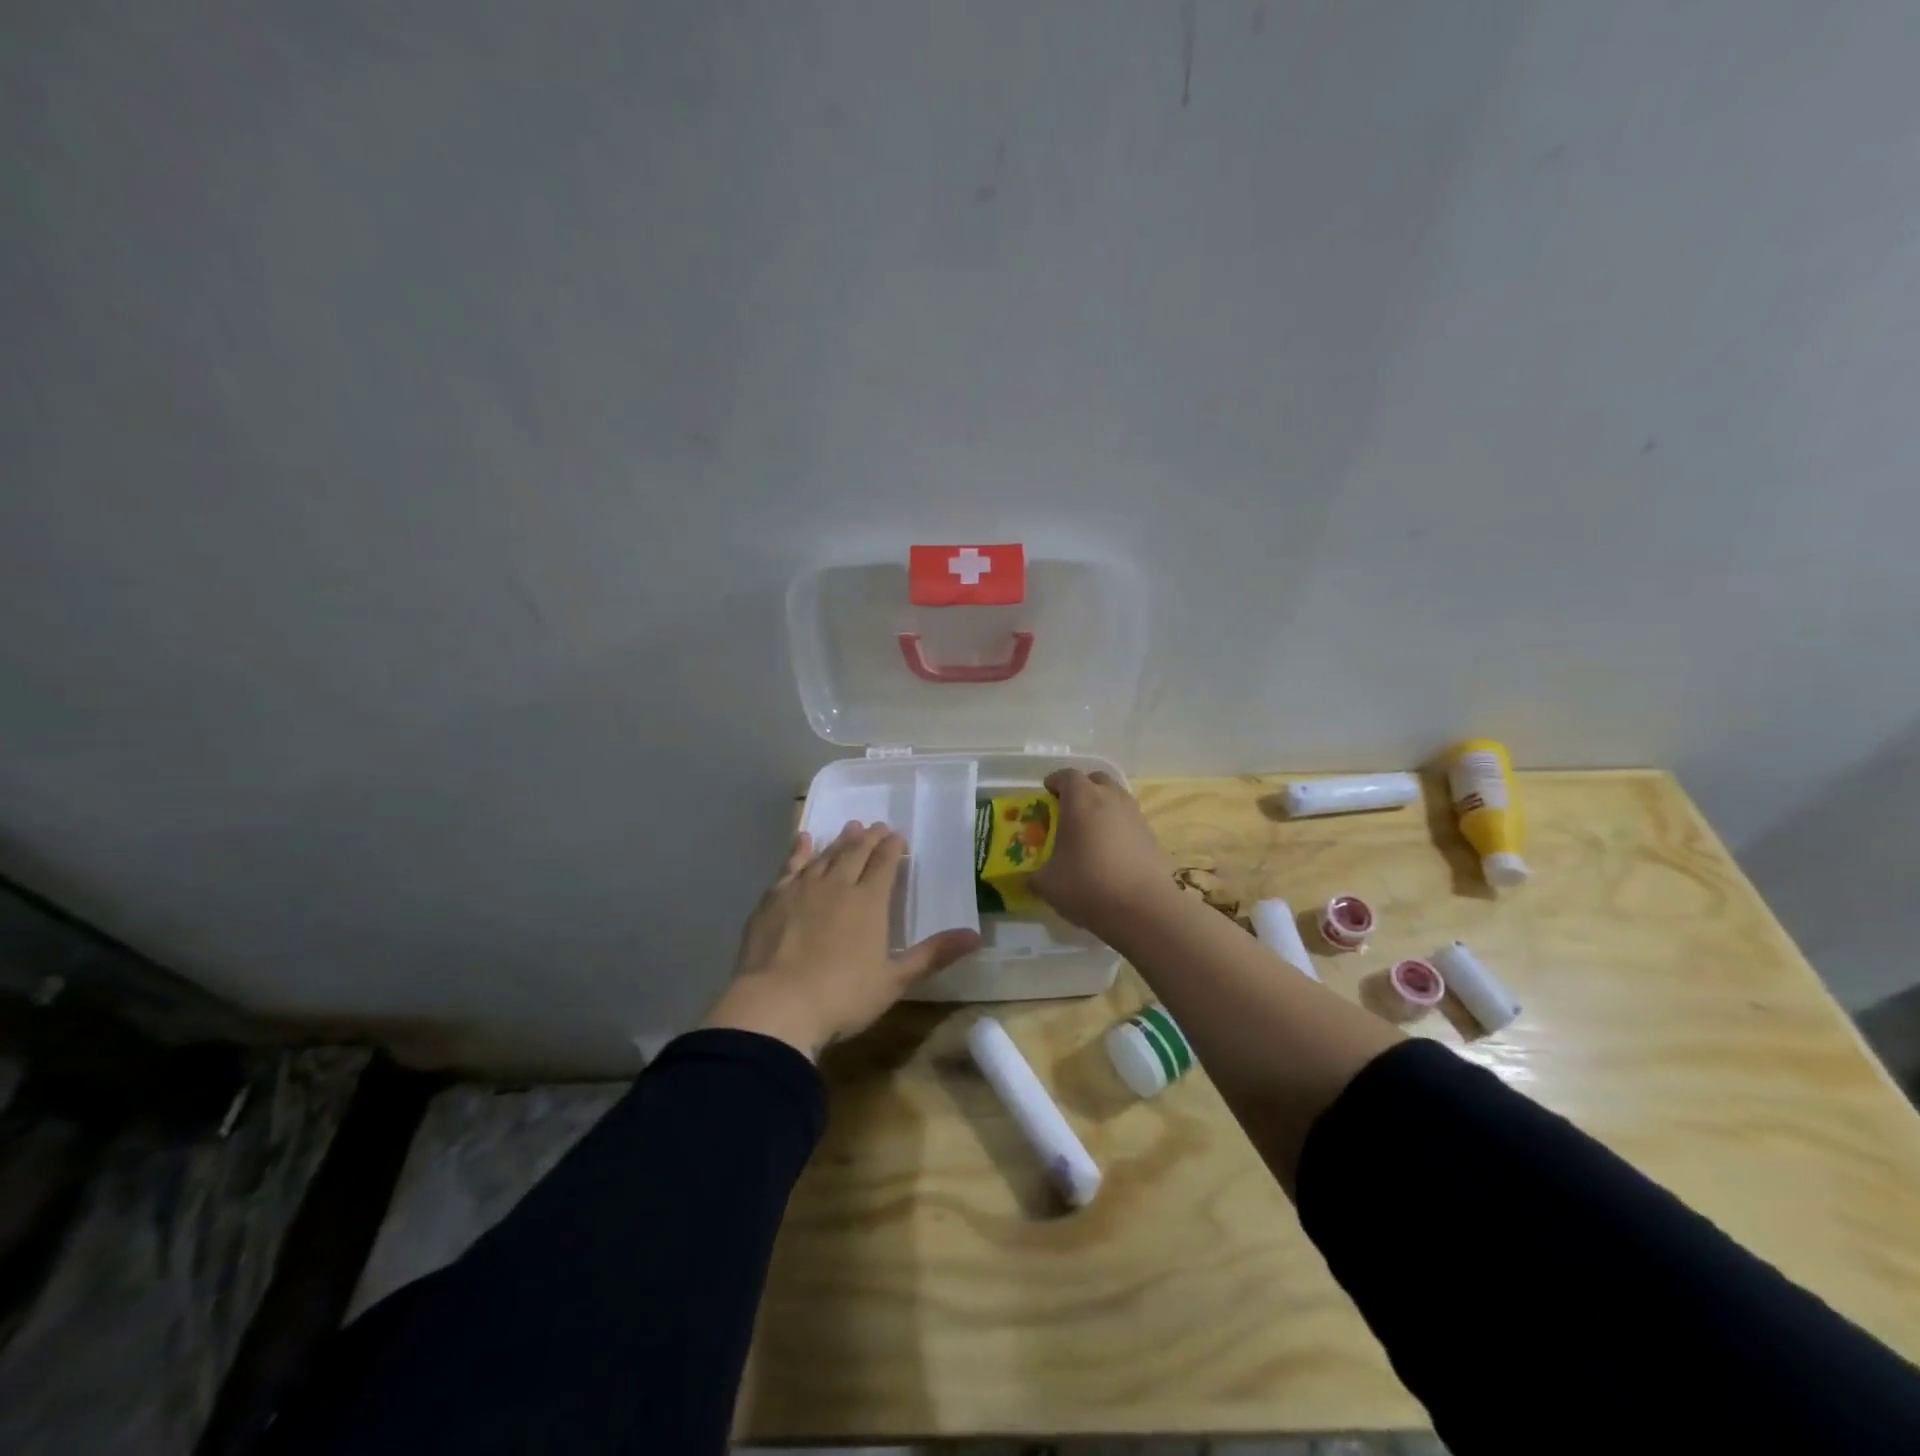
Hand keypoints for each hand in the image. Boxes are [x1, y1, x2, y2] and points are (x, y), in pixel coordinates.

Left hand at [704, 822, 980, 1059]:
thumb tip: (976, 936)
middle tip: (877, 827)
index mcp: (869, 902)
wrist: (776, 1006)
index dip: (893, 848)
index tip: (898, 837)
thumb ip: (933, 954)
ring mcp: (802, 889)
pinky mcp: (773, 899)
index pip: (885, 864)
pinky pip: (790, 865)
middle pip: (856, 853)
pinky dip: (799, 850)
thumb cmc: (842, 997)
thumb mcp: (895, 980)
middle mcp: (838, 885)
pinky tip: (803, 839)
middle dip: (869, 838)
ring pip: (826, 855)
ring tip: (850, 828)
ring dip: (840, 841)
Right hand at [1031, 769, 1176, 935]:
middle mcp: (1111, 799)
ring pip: (1116, 799)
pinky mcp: (1152, 836)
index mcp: (1082, 800)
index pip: (1067, 776)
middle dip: (1082, 789)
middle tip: (1069, 810)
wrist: (1145, 910)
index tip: (1047, 794)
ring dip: (1102, 807)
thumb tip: (1031, 878)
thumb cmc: (1089, 886)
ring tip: (1090, 832)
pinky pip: (1129, 821)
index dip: (1055, 782)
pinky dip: (1118, 828)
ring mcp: (1136, 816)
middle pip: (1096, 780)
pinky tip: (1110, 853)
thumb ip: (1035, 875)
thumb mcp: (1048, 884)